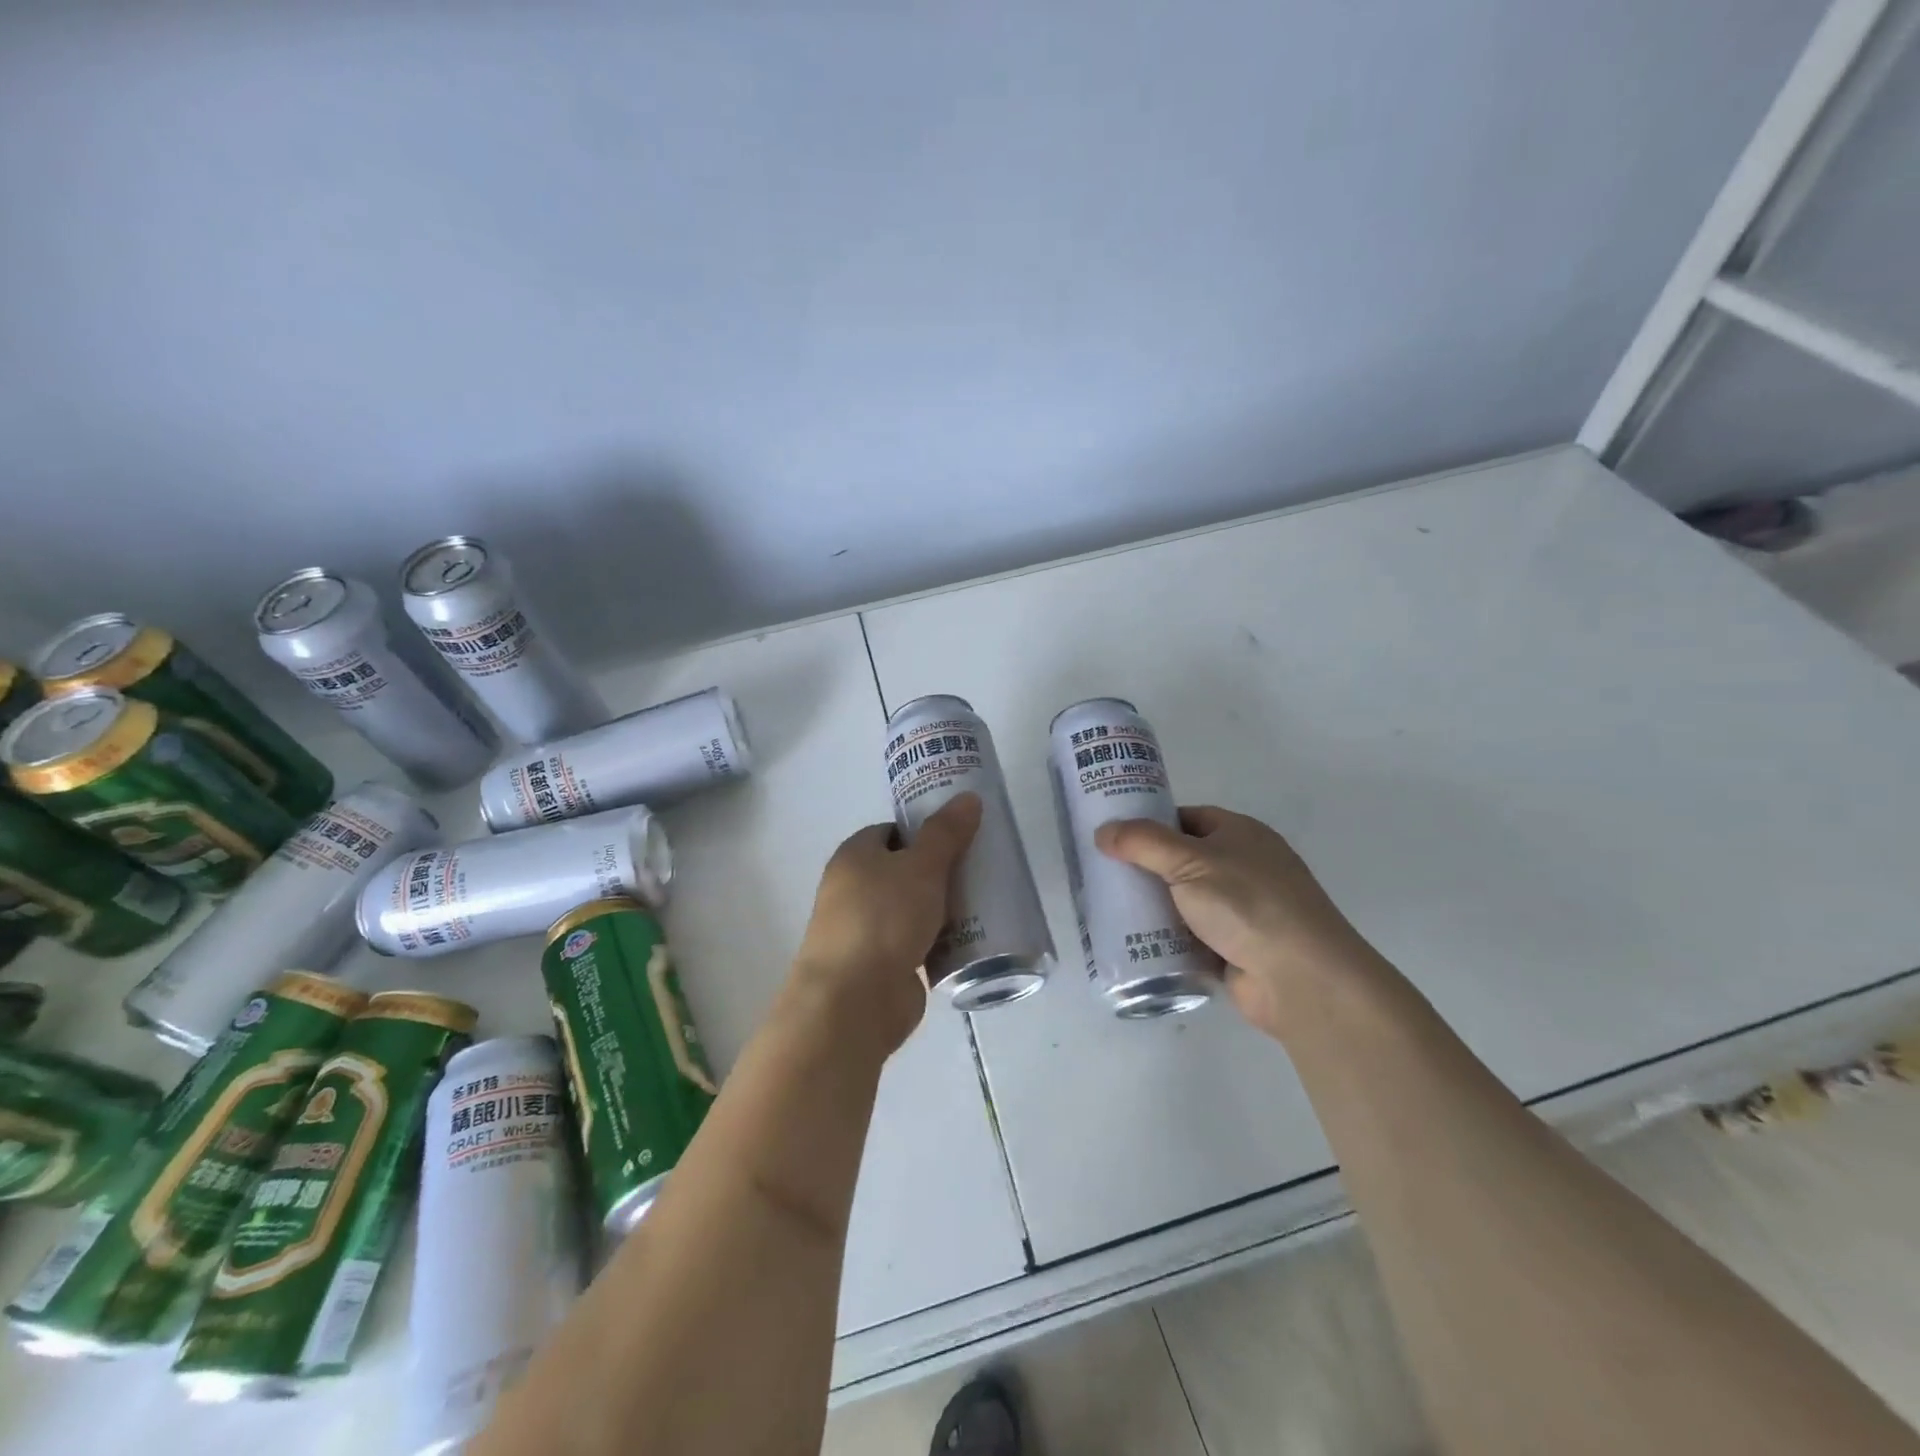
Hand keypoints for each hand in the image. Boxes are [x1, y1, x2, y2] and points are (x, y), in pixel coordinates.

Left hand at [789, 793, 982, 1053]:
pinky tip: (969, 941)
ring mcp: (865, 930)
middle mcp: (852, 889)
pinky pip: (916, 943)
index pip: (891, 831)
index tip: (960, 836)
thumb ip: (946, 833)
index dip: (924, 831)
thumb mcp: (922, 867)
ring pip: (911, 908)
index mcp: (854, 856)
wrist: (854, 1001)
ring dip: (941, 908)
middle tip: (979, 869)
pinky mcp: (880, 966)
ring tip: (984, 903)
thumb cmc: (884, 919)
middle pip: (903, 870)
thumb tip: (969, 797)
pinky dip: (938, 941)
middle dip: (939, 871)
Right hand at [1095, 806, 1389, 1037]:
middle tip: (1101, 874)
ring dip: (1152, 906)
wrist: (1300, 978)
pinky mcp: (1234, 948)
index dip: (1151, 822)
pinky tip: (1132, 942)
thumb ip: (1143, 843)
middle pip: (1182, 860)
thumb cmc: (1247, 902)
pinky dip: (1166, 939)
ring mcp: (1241, 910)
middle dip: (1145, 868)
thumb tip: (1103, 832)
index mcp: (1240, 834)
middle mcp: (1243, 867)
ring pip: (1184, 901)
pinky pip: (1190, 937)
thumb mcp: (1189, 861)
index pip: (1187, 818)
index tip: (1113, 835)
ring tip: (1106, 909)